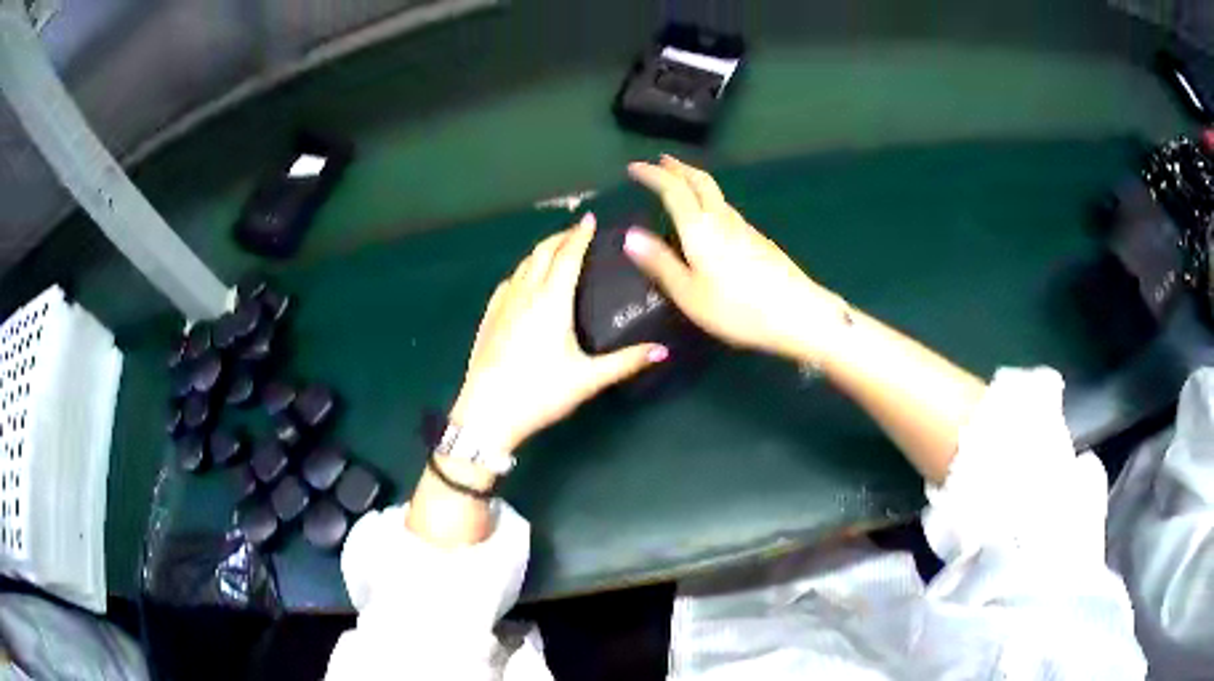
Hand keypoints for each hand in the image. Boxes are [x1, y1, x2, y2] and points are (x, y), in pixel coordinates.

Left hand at [449, 214, 668, 453]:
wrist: (487, 412)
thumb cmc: (540, 393)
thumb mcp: (588, 379)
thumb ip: (626, 362)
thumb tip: (663, 351)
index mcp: (552, 301)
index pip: (568, 256)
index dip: (580, 235)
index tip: (590, 219)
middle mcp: (526, 294)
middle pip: (542, 253)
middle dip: (559, 237)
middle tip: (576, 231)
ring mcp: (503, 305)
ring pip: (522, 265)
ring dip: (540, 251)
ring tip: (554, 250)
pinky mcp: (489, 319)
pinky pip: (507, 283)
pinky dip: (521, 271)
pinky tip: (523, 280)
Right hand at [625, 155, 846, 361]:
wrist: (798, 314)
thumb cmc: (738, 309)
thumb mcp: (690, 294)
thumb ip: (661, 263)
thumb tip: (630, 234)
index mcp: (701, 229)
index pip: (674, 190)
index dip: (653, 175)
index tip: (635, 167)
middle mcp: (723, 219)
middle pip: (701, 182)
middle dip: (679, 168)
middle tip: (662, 161)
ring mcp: (746, 229)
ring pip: (717, 195)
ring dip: (695, 182)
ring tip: (682, 184)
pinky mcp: (761, 241)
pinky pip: (728, 210)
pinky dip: (711, 201)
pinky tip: (712, 217)